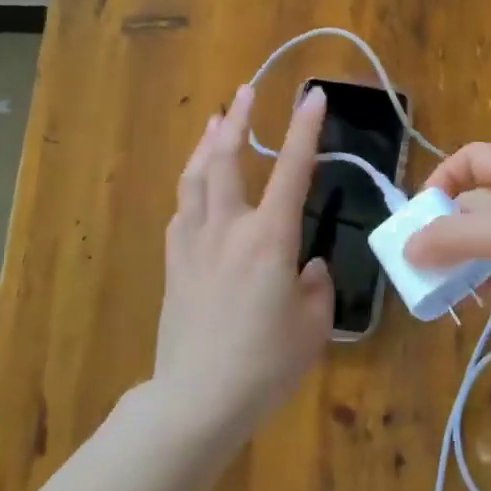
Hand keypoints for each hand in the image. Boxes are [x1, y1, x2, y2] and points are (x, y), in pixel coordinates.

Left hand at [156, 83, 333, 441]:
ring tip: (216, 121)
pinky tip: (196, 186)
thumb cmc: (265, 365)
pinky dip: (192, 186)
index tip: (312, 95)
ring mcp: (194, 244)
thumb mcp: (313, 325)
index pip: (292, 170)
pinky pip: (181, 211)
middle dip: (239, 119)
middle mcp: (228, 229)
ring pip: (196, 178)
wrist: (196, 400)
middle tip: (247, 91)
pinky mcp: (174, 264)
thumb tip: (307, 266)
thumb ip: (316, 285)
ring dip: (208, 144)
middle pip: (228, 159)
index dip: (305, 129)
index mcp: (269, 239)